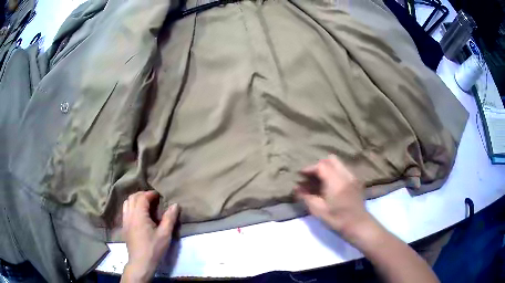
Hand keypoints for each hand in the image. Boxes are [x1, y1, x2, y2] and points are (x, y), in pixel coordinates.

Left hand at [121, 191, 178, 282]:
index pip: (142, 197)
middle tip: (153, 198)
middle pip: (133, 197)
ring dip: (135, 199)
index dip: (150, 194)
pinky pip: (125, 210)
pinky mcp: (124, 226)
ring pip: (127, 203)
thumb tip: (175, 205)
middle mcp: (129, 215)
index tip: (159, 195)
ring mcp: (125, 220)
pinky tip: (138, 214)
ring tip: (145, 204)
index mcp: (139, 215)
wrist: (141, 262)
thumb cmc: (154, 248)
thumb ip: (169, 218)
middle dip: (142, 194)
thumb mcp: (165, 234)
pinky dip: (131, 206)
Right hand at [295, 155, 372, 242]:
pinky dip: (334, 173)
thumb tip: (296, 188)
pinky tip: (330, 186)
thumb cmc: (337, 219)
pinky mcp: (356, 181)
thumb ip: (306, 197)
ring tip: (319, 182)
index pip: (321, 165)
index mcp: (336, 181)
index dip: (309, 168)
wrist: (358, 225)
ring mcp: (353, 177)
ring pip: (338, 164)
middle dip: (319, 165)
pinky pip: (343, 170)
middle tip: (310, 177)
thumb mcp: (318, 210)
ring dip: (327, 169)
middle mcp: (345, 175)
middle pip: (331, 160)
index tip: (300, 175)